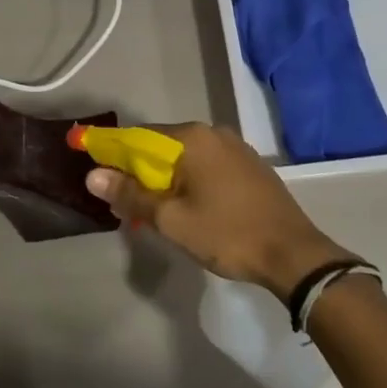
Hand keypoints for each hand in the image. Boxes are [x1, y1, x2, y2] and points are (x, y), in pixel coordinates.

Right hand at [85, 122, 349, 300]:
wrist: (294, 254)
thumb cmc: (227, 234)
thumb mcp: (171, 220)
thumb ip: (131, 195)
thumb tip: (92, 175)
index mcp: (193, 138)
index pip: (138, 137)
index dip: (113, 154)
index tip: (96, 173)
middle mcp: (214, 133)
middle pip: (162, 146)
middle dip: (139, 172)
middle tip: (125, 204)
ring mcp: (236, 148)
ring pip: (186, 158)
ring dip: (165, 179)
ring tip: (153, 211)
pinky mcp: (250, 166)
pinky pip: (207, 166)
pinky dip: (189, 181)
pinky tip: (188, 207)